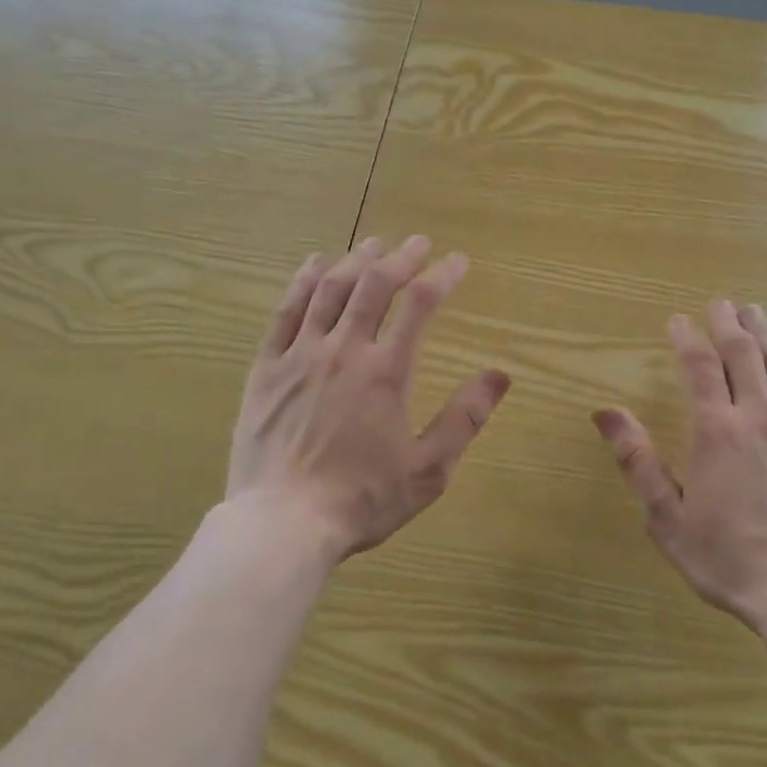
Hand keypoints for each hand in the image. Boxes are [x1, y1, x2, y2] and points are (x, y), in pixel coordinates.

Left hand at [228, 236, 511, 561]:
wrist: (283, 523)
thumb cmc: (361, 499)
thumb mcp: (428, 469)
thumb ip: (465, 418)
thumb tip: (501, 374)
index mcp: (386, 372)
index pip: (420, 305)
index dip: (442, 276)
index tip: (458, 262)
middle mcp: (343, 350)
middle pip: (374, 286)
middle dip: (400, 258)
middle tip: (417, 243)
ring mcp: (299, 356)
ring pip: (329, 290)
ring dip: (355, 260)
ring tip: (373, 243)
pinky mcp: (266, 369)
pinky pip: (285, 312)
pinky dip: (302, 282)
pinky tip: (314, 265)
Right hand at [593, 301, 766, 631]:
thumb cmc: (727, 558)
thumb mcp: (665, 517)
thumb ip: (637, 460)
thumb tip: (605, 412)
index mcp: (716, 431)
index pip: (699, 367)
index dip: (686, 339)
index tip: (677, 320)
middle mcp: (760, 416)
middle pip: (744, 354)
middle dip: (728, 324)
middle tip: (720, 303)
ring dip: (766, 334)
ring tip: (755, 312)